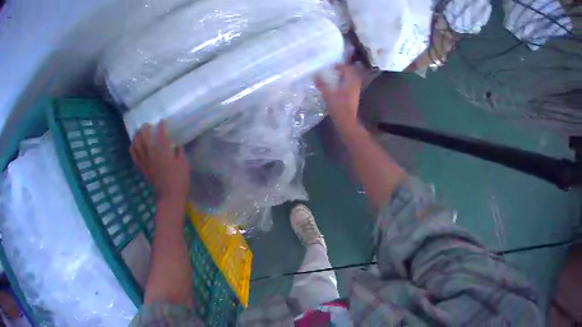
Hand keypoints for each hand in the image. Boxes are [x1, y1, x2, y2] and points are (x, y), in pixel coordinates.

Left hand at [130, 123, 189, 205]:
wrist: (170, 197)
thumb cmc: (179, 180)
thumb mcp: (184, 164)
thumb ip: (179, 152)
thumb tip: (175, 145)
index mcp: (162, 151)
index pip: (159, 133)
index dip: (160, 126)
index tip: (162, 121)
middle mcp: (151, 154)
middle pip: (143, 136)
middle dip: (145, 128)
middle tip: (147, 125)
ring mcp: (144, 161)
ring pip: (136, 144)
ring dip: (136, 136)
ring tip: (139, 132)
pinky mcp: (141, 168)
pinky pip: (133, 155)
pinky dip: (132, 148)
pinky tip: (134, 145)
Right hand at [316, 64, 362, 129]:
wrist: (347, 122)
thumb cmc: (338, 107)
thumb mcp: (328, 94)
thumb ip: (322, 84)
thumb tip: (315, 75)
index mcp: (350, 82)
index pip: (347, 69)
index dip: (340, 66)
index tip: (332, 66)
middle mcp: (354, 85)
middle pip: (352, 74)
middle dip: (344, 70)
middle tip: (336, 70)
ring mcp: (355, 92)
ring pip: (352, 80)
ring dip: (345, 77)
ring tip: (337, 77)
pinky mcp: (354, 98)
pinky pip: (351, 86)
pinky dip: (346, 83)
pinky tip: (338, 87)